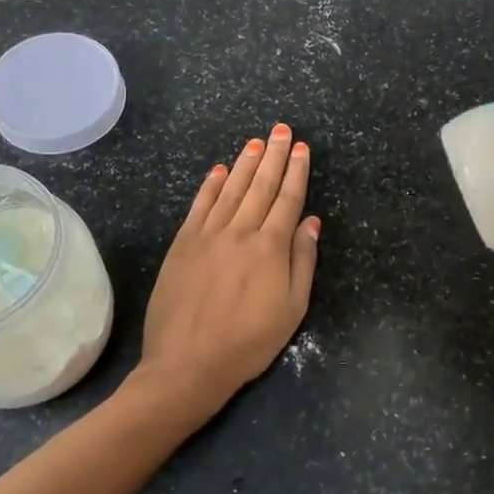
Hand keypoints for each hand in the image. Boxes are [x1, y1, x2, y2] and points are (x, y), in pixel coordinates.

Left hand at [129, 123, 320, 426]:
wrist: (187, 364)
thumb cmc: (248, 342)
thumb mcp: (291, 309)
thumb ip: (302, 261)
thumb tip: (311, 221)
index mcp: (270, 248)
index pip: (287, 199)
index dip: (296, 172)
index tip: (301, 148)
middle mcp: (239, 232)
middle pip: (260, 186)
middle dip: (273, 156)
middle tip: (281, 130)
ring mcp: (207, 236)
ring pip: (230, 190)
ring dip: (244, 164)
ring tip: (256, 142)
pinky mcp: (182, 245)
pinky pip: (199, 206)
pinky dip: (210, 186)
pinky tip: (218, 170)